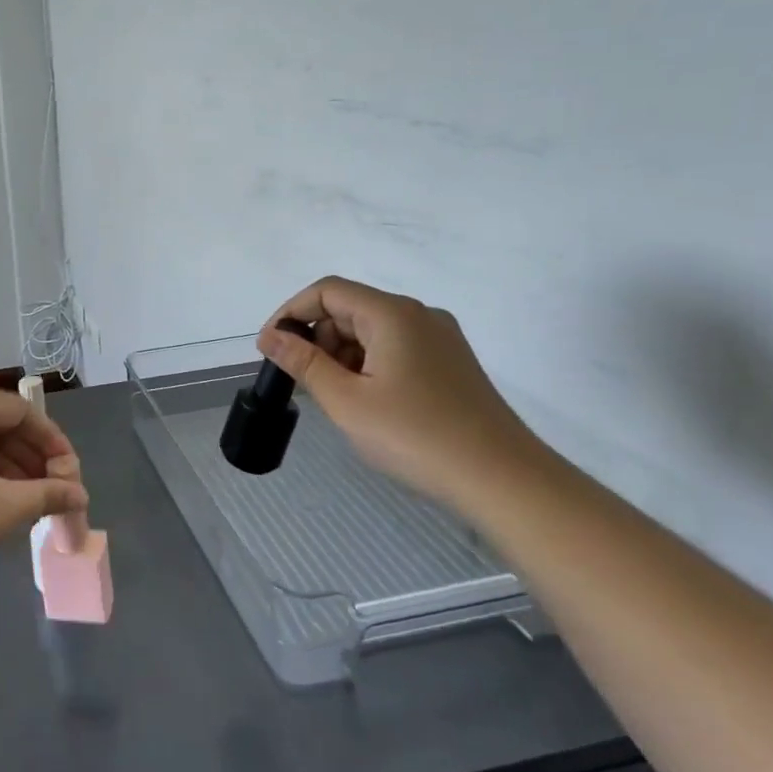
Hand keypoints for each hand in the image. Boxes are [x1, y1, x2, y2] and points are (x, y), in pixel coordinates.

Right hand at [258, 277, 546, 507]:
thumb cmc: (415, 436)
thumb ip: (303, 363)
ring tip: (336, 399)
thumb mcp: (346, 401)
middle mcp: (419, 316)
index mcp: (393, 314)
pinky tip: (366, 403)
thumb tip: (270, 336)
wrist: (502, 479)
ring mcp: (439, 340)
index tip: (270, 348)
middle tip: (304, 382)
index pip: (327, 291)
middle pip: (350, 309)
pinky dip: (367, 366)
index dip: (291, 312)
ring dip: (341, 355)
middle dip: (317, 338)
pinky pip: (394, 349)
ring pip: (372, 331)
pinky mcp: (450, 364)